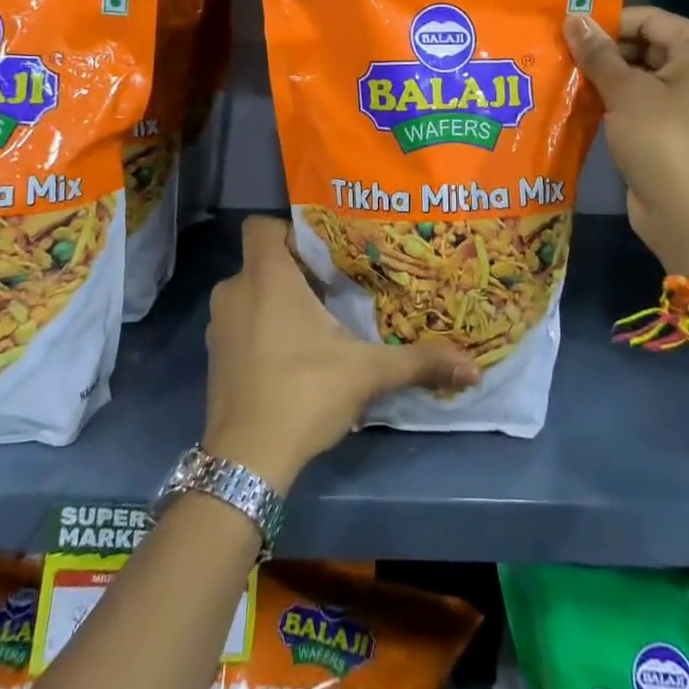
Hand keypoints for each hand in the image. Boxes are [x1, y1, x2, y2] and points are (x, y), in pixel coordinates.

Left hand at [202, 215, 478, 490]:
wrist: (245, 463)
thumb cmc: (303, 393)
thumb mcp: (367, 372)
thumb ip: (418, 361)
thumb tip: (473, 365)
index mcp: (266, 277)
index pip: (262, 225)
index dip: (290, 229)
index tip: (324, 250)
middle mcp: (235, 291)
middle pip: (263, 260)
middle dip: (296, 269)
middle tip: (337, 284)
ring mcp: (218, 326)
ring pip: (251, 293)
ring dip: (279, 300)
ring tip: (320, 319)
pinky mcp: (214, 357)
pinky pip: (241, 322)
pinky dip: (262, 327)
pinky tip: (294, 354)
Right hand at [564, 7, 688, 274]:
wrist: (687, 214)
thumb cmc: (662, 140)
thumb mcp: (626, 91)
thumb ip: (597, 53)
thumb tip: (572, 17)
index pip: (648, 19)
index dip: (606, 23)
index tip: (564, 30)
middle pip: (642, 44)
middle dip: (601, 50)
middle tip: (556, 52)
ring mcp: (687, 98)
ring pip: (637, 73)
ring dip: (601, 75)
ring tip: (558, 73)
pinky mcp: (671, 125)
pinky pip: (637, 100)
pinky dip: (610, 98)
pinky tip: (575, 99)